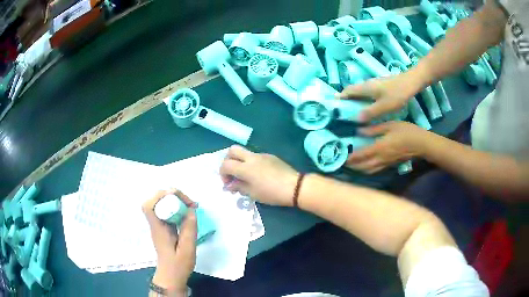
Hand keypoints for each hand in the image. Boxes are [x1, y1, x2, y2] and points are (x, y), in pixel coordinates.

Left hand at [142, 189, 197, 295]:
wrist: (171, 277)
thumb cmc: (178, 265)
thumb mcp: (187, 249)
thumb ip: (189, 230)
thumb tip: (191, 210)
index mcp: (158, 228)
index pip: (149, 205)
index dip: (161, 196)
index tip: (178, 198)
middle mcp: (156, 223)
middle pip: (156, 201)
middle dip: (172, 196)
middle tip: (190, 203)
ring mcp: (159, 225)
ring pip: (162, 205)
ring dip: (176, 201)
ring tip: (191, 206)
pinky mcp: (164, 228)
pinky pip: (168, 212)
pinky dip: (177, 208)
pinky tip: (188, 214)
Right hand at [220, 145, 298, 206]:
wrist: (294, 187)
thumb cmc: (272, 193)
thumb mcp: (253, 194)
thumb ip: (239, 187)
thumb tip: (230, 185)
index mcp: (245, 168)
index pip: (226, 165)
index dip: (223, 174)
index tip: (228, 183)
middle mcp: (251, 158)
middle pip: (232, 150)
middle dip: (228, 160)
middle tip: (232, 172)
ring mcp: (262, 155)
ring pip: (245, 152)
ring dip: (240, 161)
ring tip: (245, 176)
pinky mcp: (270, 156)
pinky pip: (256, 156)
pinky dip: (251, 163)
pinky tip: (259, 175)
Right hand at [338, 72, 421, 121]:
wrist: (411, 82)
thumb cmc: (397, 93)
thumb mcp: (384, 106)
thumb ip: (370, 112)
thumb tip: (356, 120)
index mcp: (366, 87)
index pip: (348, 91)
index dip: (340, 96)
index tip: (333, 105)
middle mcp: (368, 84)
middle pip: (353, 91)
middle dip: (346, 99)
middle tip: (342, 112)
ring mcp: (375, 84)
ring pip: (361, 92)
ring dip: (355, 100)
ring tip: (353, 112)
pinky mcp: (381, 86)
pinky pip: (367, 93)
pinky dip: (363, 100)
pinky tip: (368, 108)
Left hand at [346, 121, 430, 173]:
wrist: (421, 144)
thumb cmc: (406, 131)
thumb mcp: (390, 125)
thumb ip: (374, 129)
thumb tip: (359, 131)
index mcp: (379, 148)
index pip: (362, 155)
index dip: (352, 158)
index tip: (343, 158)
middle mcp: (381, 159)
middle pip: (364, 167)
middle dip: (354, 167)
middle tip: (345, 164)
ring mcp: (386, 164)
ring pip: (370, 171)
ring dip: (360, 170)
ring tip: (354, 167)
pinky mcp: (391, 165)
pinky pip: (377, 170)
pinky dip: (369, 170)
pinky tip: (367, 167)